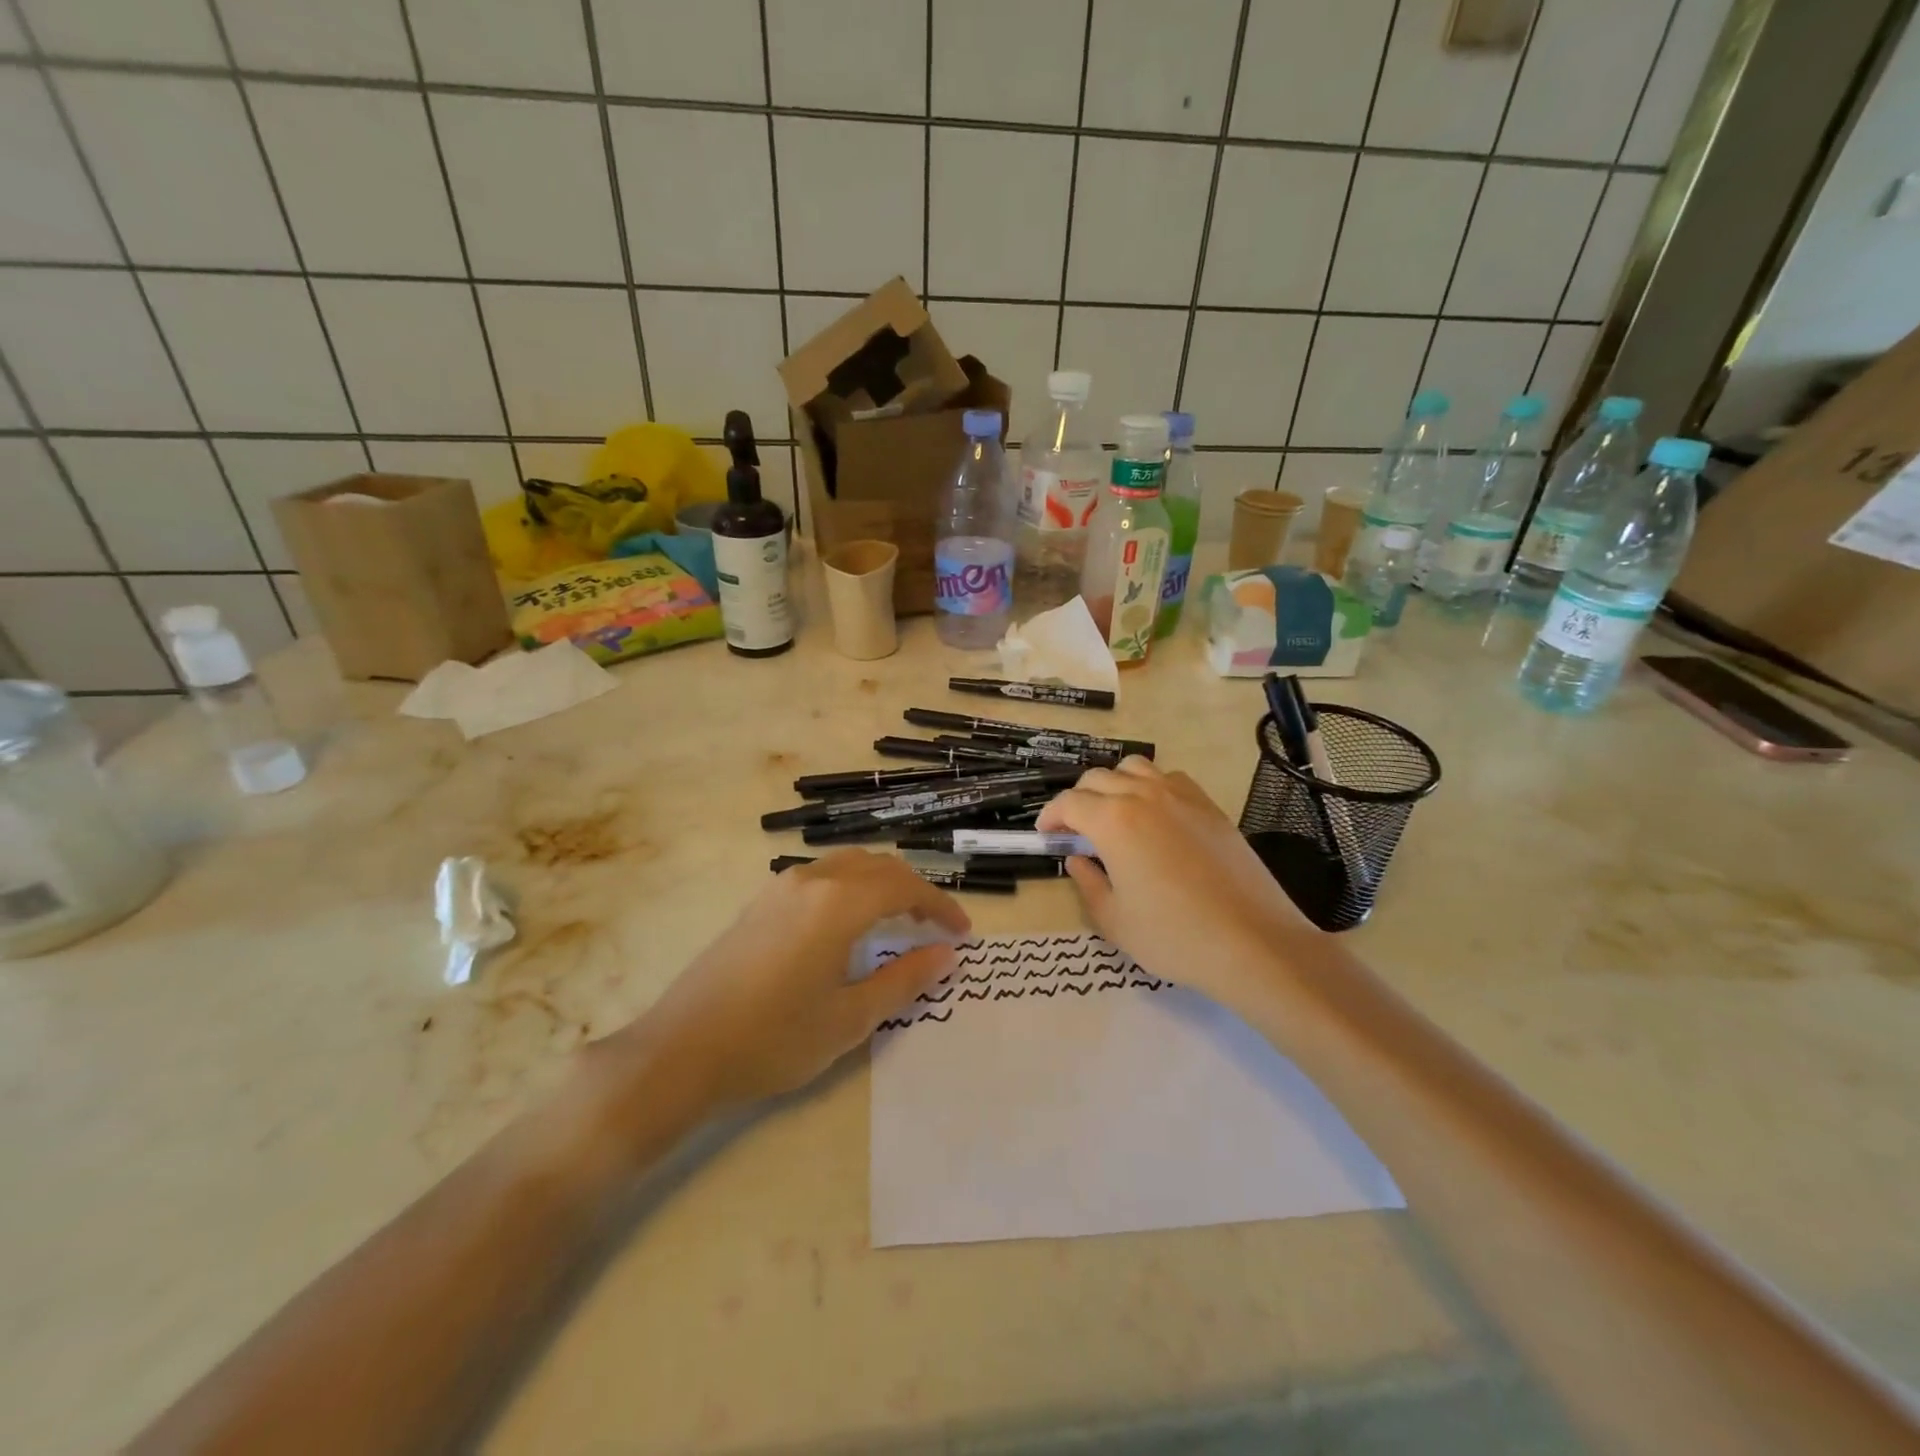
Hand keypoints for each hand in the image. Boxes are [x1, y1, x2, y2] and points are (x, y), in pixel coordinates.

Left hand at [613, 851, 969, 1111]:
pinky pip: (821, 877)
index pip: (905, 887)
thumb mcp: (849, 1018)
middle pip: (878, 866)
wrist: (680, 1051)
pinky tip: (850, 925)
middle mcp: (813, 880)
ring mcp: (781, 888)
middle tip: (937, 926)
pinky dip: (851, 888)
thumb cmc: (773, 1040)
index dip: (940, 905)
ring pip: (848, 865)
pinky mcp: (761, 903)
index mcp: (839, 903)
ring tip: (899, 921)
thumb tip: (946, 955)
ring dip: (881, 884)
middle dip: (914, 890)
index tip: (963, 932)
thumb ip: (903, 980)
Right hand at [1037, 758, 1313, 1011]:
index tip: (1047, 835)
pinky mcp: (1209, 805)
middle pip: (1097, 778)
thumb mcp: (1114, 920)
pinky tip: (1155, 817)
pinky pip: (1169, 778)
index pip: (1069, 803)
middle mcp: (1143, 796)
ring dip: (1114, 784)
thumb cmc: (1174, 936)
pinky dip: (1150, 787)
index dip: (1051, 816)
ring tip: (1114, 815)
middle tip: (1076, 830)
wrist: (1252, 941)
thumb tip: (1078, 860)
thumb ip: (1087, 883)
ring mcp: (1180, 796)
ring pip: (1134, 768)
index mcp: (1113, 821)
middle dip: (1078, 800)